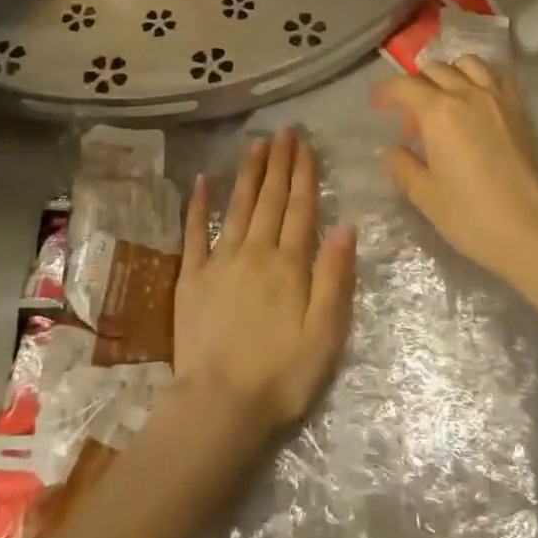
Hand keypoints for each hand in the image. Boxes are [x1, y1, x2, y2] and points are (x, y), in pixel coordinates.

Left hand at [174, 128, 355, 437]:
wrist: (220, 405)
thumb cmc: (282, 375)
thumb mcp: (325, 333)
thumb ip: (335, 277)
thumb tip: (345, 226)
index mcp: (289, 264)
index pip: (300, 208)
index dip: (303, 174)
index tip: (304, 145)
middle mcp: (255, 252)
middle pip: (270, 199)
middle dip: (278, 163)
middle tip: (283, 132)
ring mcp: (220, 261)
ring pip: (238, 206)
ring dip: (248, 174)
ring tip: (255, 145)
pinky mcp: (191, 277)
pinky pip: (195, 233)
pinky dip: (198, 206)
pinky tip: (201, 182)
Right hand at [371, 57, 537, 287]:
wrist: (531, 232)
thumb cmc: (471, 216)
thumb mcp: (425, 195)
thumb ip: (403, 166)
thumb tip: (395, 150)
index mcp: (439, 112)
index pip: (405, 85)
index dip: (386, 91)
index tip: (376, 103)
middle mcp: (468, 94)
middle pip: (435, 70)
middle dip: (415, 84)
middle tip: (410, 115)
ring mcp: (498, 99)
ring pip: (468, 64)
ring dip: (450, 74)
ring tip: (444, 99)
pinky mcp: (520, 111)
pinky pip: (497, 77)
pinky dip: (480, 79)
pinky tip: (476, 102)